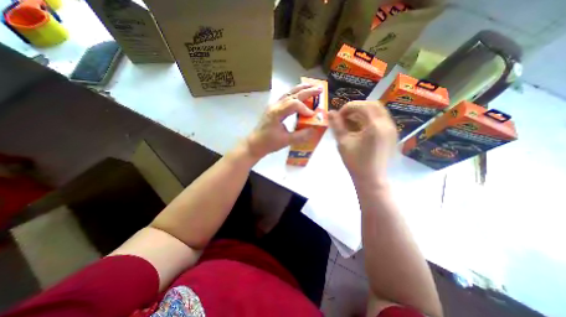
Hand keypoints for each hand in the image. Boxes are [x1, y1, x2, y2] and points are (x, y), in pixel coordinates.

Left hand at [247, 83, 322, 158]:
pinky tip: (300, 96)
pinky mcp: (274, 109)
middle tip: (319, 88)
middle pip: (292, 94)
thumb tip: (313, 129)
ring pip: (288, 94)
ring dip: (300, 90)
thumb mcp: (286, 141)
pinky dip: (295, 95)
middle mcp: (275, 106)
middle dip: (307, 91)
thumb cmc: (268, 143)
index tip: (313, 116)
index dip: (305, 108)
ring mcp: (273, 106)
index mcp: (276, 113)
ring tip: (311, 87)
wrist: (254, 144)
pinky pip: (285, 98)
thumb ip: (301, 135)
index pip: (294, 104)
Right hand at [330, 102, 394, 184]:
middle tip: (345, 117)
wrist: (371, 179)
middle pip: (372, 105)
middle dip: (356, 108)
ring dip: (363, 113)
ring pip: (377, 112)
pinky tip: (359, 129)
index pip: (362, 106)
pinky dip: (369, 120)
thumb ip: (337, 126)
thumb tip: (330, 112)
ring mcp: (392, 129)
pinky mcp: (392, 135)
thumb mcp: (343, 142)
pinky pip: (381, 120)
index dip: (348, 107)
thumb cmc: (355, 162)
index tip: (338, 116)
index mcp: (375, 126)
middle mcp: (387, 124)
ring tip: (350, 123)